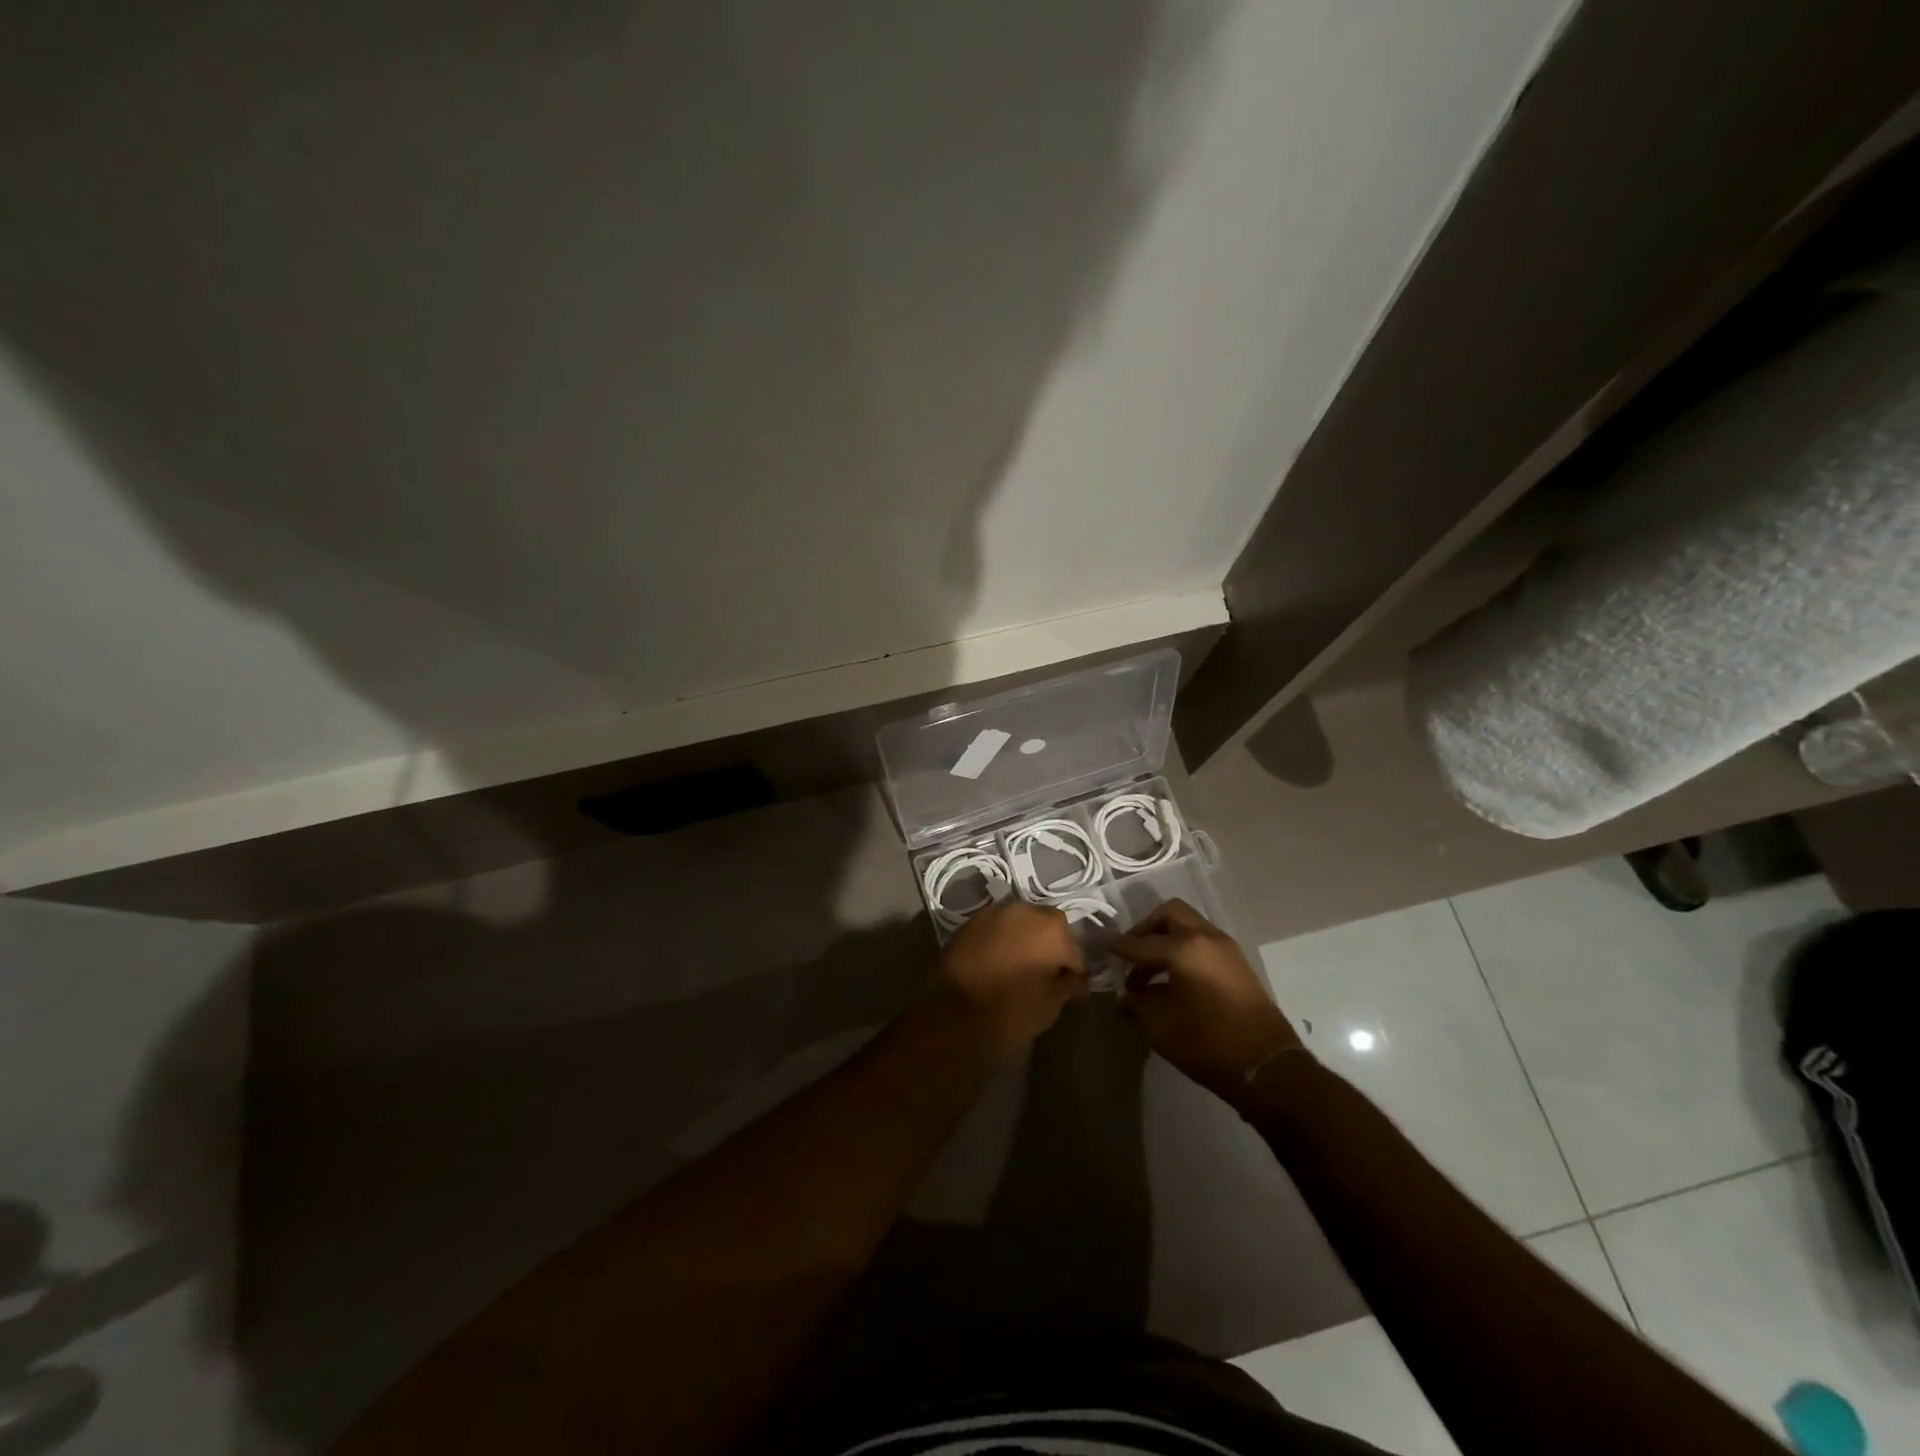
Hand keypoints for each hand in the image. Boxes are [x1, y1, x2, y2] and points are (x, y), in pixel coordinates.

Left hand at [936, 901, 1087, 1059]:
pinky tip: (999, 964)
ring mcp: (994, 913)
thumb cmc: (1011, 1012)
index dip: (1076, 972)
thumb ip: (1068, 985)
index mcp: (1052, 928)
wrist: (952, 1015)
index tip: (1073, 991)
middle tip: (1048, 976)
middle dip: (1051, 948)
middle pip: (1048, 928)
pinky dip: (1002, 942)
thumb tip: (1075, 980)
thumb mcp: (1050, 1005)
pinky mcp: (969, 923)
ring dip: (1026, 941)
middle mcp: (1025, 910)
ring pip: (1021, 924)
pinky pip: (997, 930)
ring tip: (1022, 969)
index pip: (1075, 951)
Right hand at [1113, 898, 1303, 1102]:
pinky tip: (1174, 980)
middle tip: (1131, 953)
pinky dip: (1184, 950)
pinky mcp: (1238, 965)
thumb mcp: (1159, 1026)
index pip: (1141, 942)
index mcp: (1184, 947)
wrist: (1267, 1067)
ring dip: (1166, 940)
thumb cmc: (1207, 1043)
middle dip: (1146, 929)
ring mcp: (1227, 949)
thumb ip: (1136, 1003)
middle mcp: (1206, 937)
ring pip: (1189, 927)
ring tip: (1150, 972)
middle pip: (1169, 914)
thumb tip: (1127, 995)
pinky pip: (1203, 943)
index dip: (1119, 948)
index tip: (1104, 951)